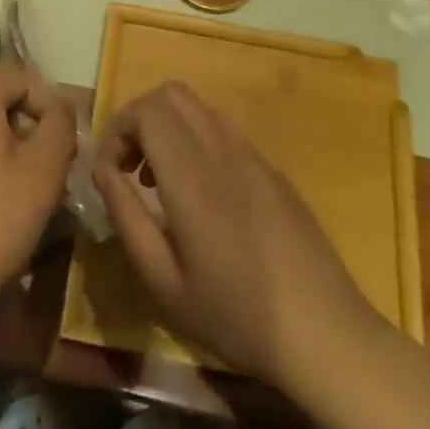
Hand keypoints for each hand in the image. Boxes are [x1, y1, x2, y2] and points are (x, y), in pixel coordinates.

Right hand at [93, 81, 377, 389]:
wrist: (326, 334)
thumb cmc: (236, 316)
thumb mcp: (163, 281)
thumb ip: (126, 216)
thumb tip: (103, 171)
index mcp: (193, 176)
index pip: (147, 109)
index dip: (117, 130)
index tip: (111, 174)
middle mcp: (223, 150)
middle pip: (172, 93)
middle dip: (140, 119)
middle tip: (130, 168)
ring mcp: (254, 156)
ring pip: (200, 107)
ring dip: (169, 127)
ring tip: (160, 182)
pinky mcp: (274, 170)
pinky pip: (225, 131)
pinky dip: (197, 140)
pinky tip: (201, 195)